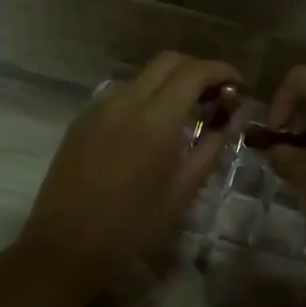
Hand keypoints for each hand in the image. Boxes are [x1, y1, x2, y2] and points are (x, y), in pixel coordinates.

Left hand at [17, 53, 242, 276]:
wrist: (66, 245)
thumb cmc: (133, 226)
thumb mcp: (183, 191)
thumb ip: (211, 148)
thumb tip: (230, 121)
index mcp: (156, 119)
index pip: (196, 72)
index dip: (222, 71)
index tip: (238, 86)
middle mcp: (127, 101)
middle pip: (168, 61)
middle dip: (197, 70)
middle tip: (214, 96)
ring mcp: (99, 107)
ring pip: (143, 76)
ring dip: (169, 83)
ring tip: (184, 113)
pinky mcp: (82, 119)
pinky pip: (121, 94)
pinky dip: (144, 97)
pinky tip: (150, 128)